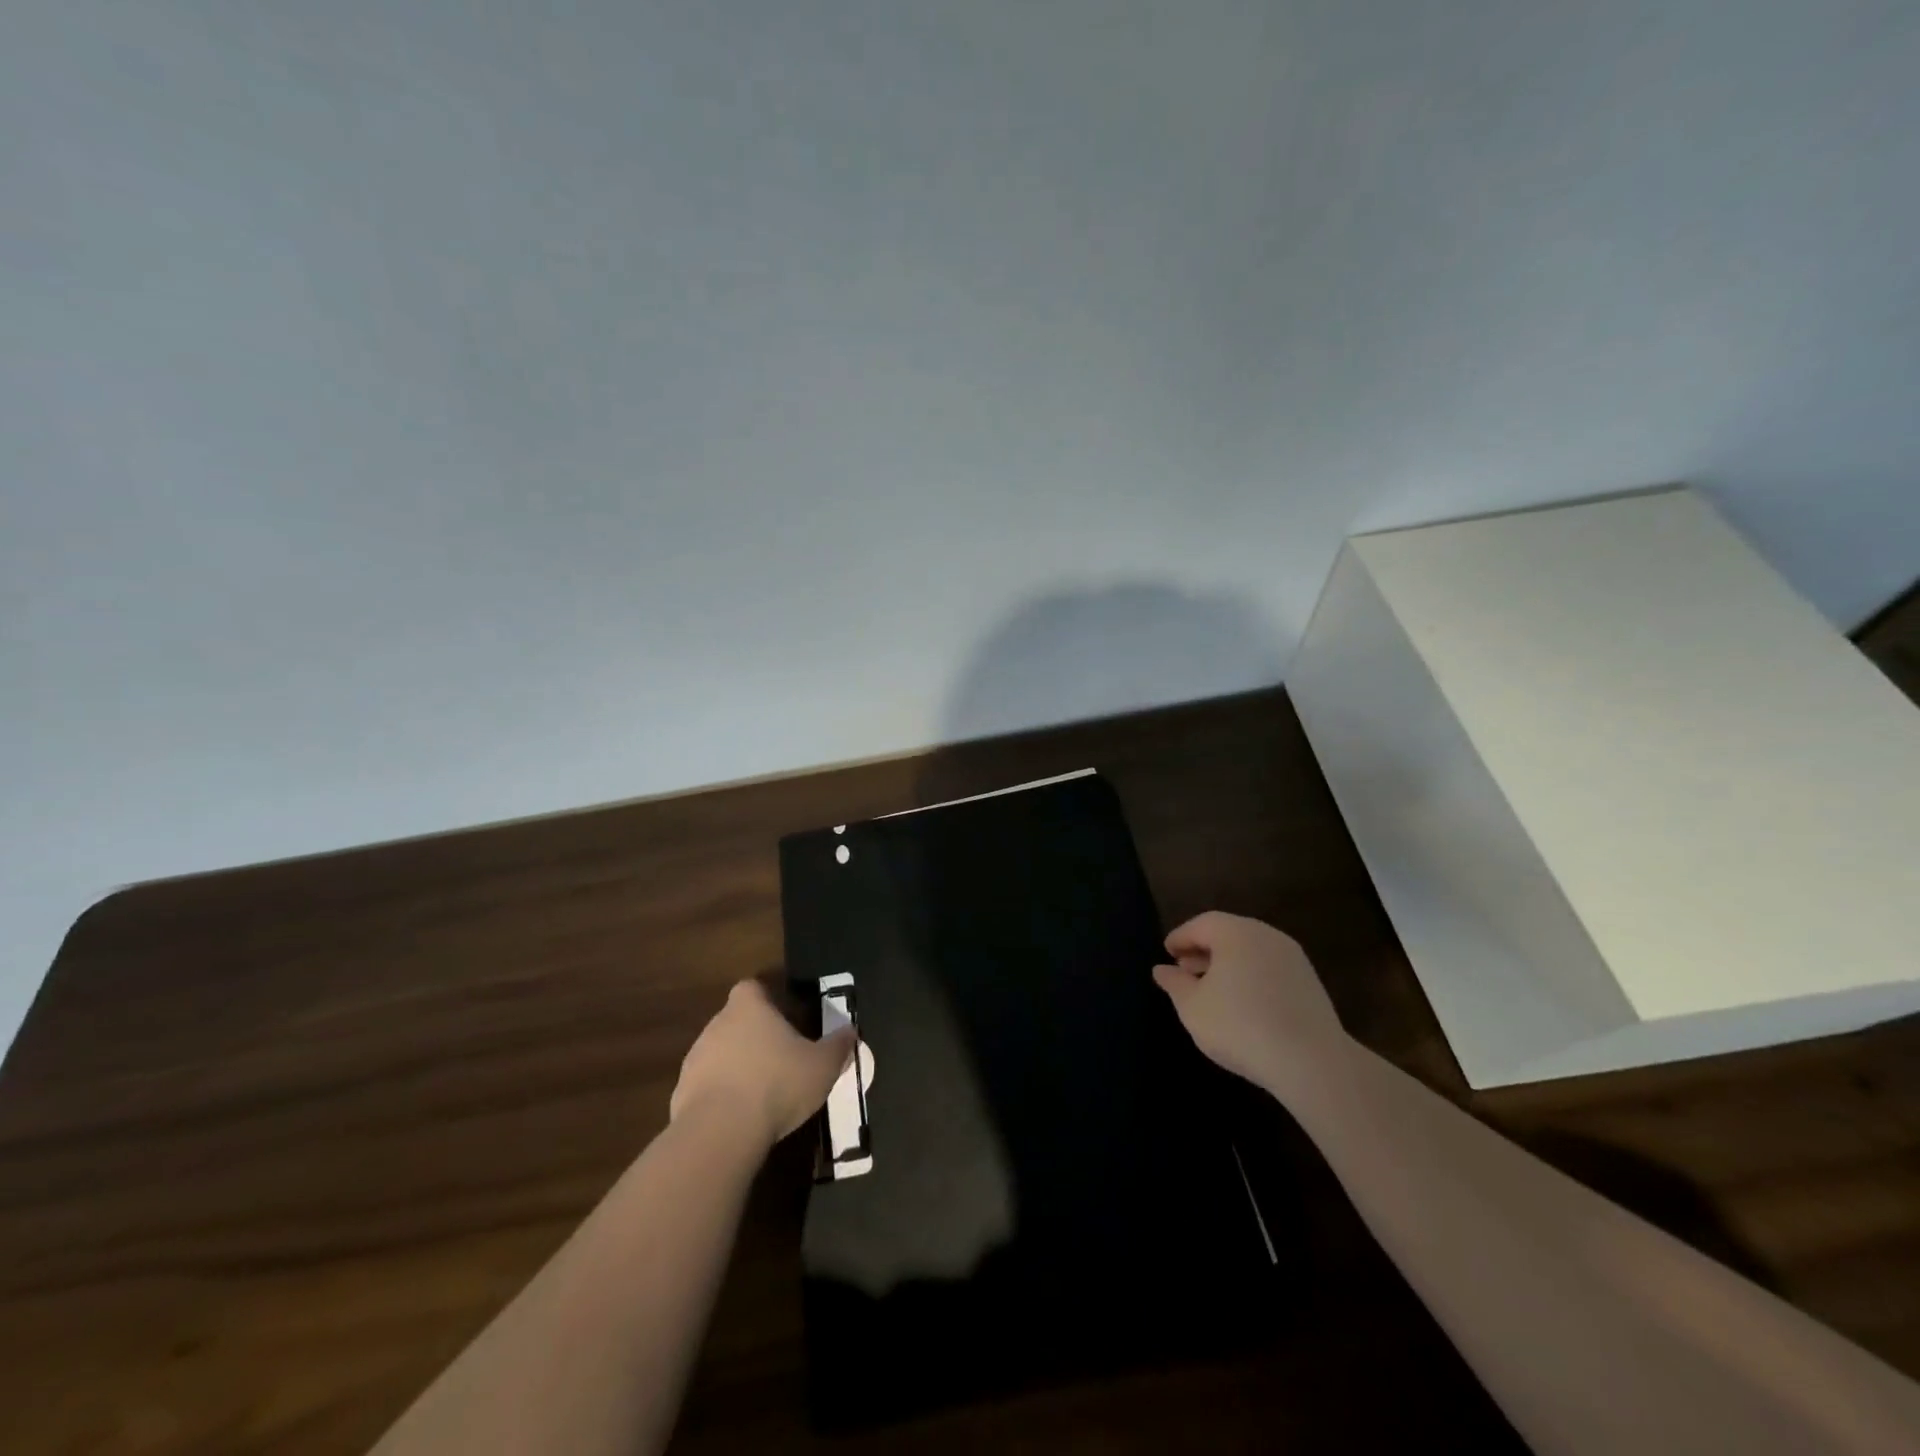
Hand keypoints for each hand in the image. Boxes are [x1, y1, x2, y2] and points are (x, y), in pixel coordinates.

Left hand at [670, 980, 855, 1148]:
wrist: (719, 1133)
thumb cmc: (776, 1084)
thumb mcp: (822, 1066)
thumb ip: (838, 1046)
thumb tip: (851, 1031)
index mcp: (749, 1007)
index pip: (752, 987)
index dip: (767, 999)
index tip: (785, 1017)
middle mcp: (717, 1024)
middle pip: (735, 1020)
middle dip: (754, 1036)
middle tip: (781, 1058)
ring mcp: (695, 1059)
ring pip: (720, 1054)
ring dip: (736, 1067)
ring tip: (762, 1092)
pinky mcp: (681, 1094)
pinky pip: (706, 1087)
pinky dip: (721, 1097)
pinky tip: (740, 1118)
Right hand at [1152, 911, 1348, 1092]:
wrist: (1312, 1062)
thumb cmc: (1240, 1026)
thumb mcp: (1193, 1007)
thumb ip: (1175, 984)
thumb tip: (1162, 969)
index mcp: (1235, 932)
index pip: (1201, 924)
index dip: (1180, 937)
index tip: (1167, 952)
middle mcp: (1266, 935)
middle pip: (1228, 934)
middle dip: (1203, 950)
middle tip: (1184, 969)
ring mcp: (1292, 958)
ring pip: (1250, 951)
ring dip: (1227, 964)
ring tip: (1210, 989)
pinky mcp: (1309, 982)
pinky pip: (1269, 968)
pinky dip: (1250, 976)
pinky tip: (1241, 1002)